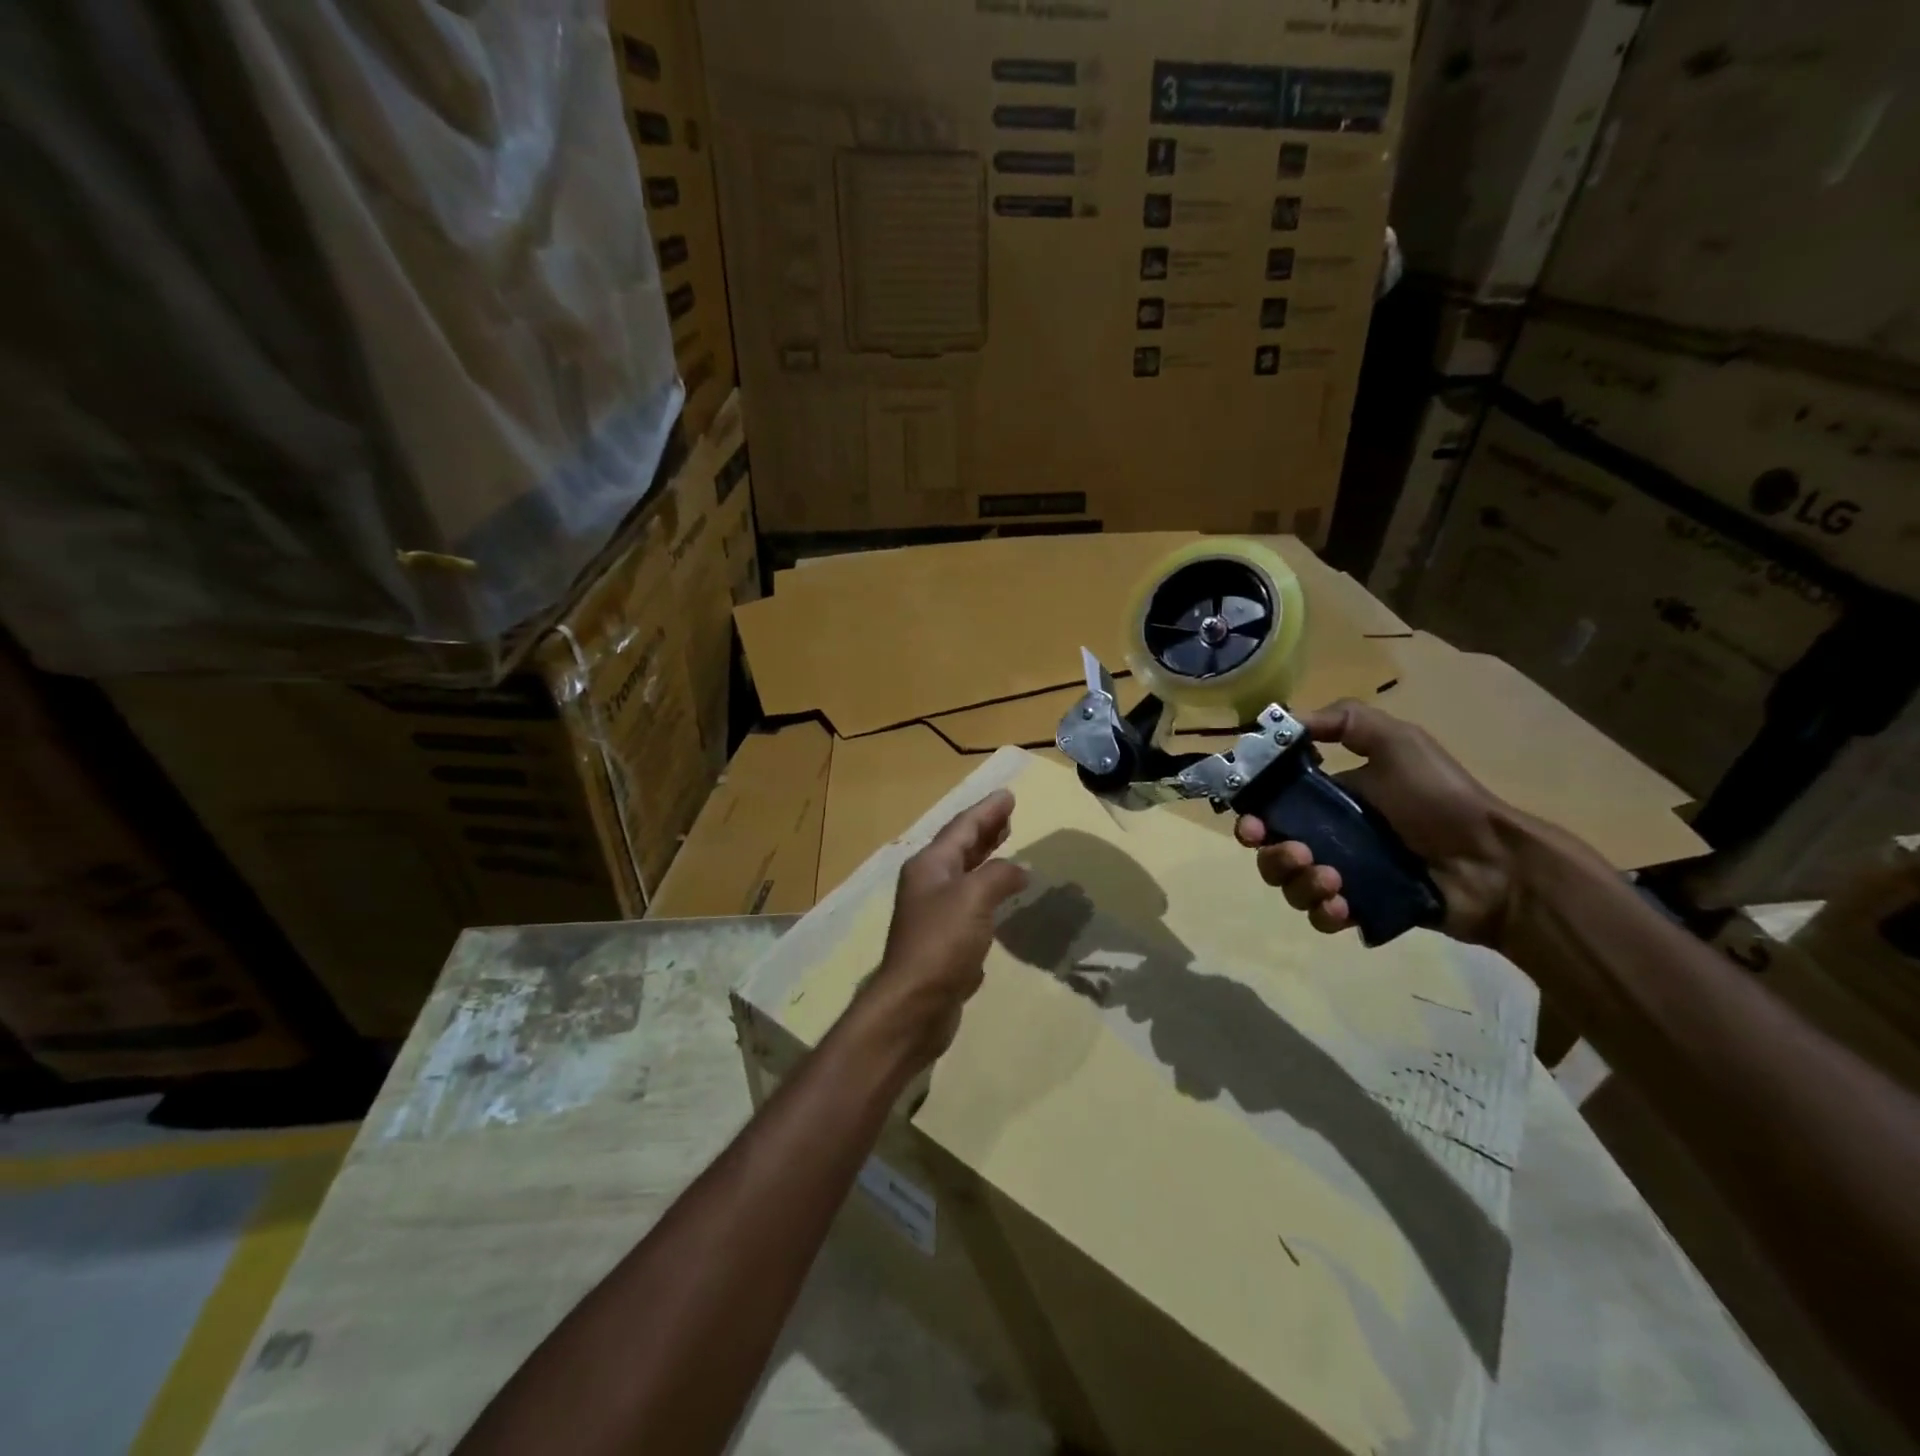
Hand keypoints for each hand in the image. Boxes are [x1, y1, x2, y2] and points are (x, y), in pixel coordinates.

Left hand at [857, 790, 1028, 1069]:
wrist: (915, 1004)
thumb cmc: (942, 943)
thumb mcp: (973, 898)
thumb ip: (999, 875)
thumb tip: (1019, 870)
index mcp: (930, 866)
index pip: (962, 828)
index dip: (986, 811)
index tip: (1008, 794)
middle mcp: (929, 883)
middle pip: (960, 847)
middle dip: (985, 829)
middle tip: (1008, 814)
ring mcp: (934, 912)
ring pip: (965, 873)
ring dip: (986, 856)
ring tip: (1006, 843)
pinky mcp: (944, 940)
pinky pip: (970, 902)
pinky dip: (988, 889)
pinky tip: (1001, 894)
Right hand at [1235, 700, 1526, 944]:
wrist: (1495, 862)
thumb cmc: (1441, 799)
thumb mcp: (1398, 742)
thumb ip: (1344, 722)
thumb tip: (1284, 723)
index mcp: (1327, 799)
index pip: (1270, 808)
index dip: (1251, 815)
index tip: (1250, 822)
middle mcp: (1326, 837)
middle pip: (1269, 851)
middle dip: (1271, 854)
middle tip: (1297, 852)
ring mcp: (1342, 876)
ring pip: (1289, 885)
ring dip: (1298, 882)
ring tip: (1333, 879)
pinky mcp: (1359, 909)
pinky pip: (1320, 916)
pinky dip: (1323, 911)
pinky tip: (1344, 905)